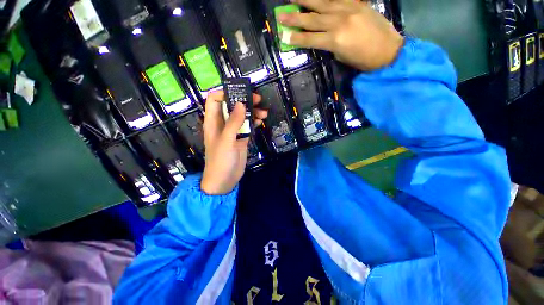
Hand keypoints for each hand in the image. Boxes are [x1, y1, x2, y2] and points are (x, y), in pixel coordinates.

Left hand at [200, 91, 267, 194]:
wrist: (225, 180)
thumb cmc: (221, 160)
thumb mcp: (227, 140)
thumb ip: (233, 122)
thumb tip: (241, 103)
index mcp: (213, 122)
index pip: (215, 100)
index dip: (224, 93)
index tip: (239, 92)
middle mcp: (223, 124)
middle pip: (232, 106)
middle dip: (244, 101)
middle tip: (258, 100)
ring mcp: (233, 131)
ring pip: (242, 116)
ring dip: (252, 112)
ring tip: (264, 113)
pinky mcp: (241, 138)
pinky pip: (248, 126)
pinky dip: (254, 122)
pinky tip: (261, 121)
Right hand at [277, 0, 403, 70]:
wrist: (388, 50)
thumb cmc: (363, 60)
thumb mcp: (341, 56)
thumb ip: (330, 44)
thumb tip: (321, 37)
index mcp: (334, 41)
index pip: (309, 39)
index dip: (296, 38)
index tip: (283, 35)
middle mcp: (338, 22)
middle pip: (311, 19)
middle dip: (294, 17)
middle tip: (281, 14)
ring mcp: (348, 9)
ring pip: (322, 3)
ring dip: (306, 0)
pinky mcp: (357, 3)